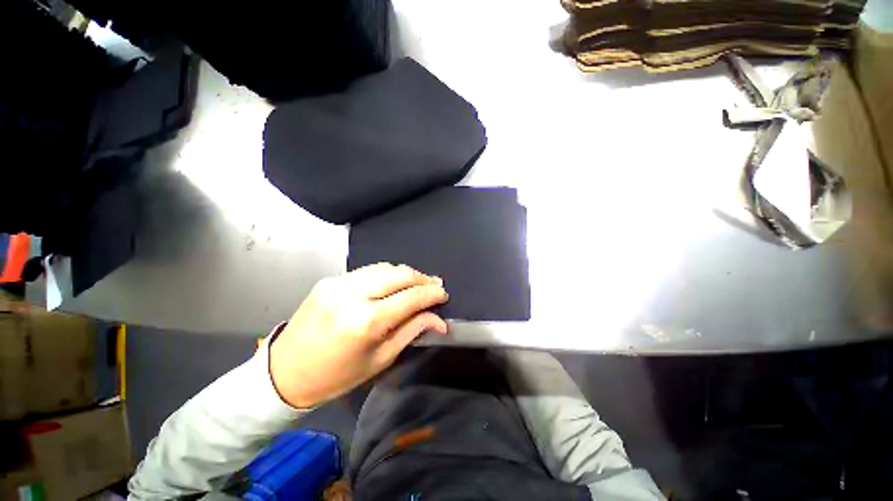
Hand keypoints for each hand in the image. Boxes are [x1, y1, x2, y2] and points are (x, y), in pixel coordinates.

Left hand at [269, 263, 448, 407]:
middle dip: (422, 278)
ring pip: (385, 267)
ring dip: (406, 273)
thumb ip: (412, 331)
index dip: (431, 294)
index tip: (443, 294)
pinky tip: (394, 282)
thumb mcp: (380, 359)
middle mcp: (352, 294)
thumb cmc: (336, 376)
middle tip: (435, 285)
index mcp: (365, 321)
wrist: (284, 372)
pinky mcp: (330, 279)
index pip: (410, 298)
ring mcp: (339, 283)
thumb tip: (439, 320)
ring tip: (419, 283)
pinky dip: (387, 274)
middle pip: (399, 274)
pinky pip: (368, 270)